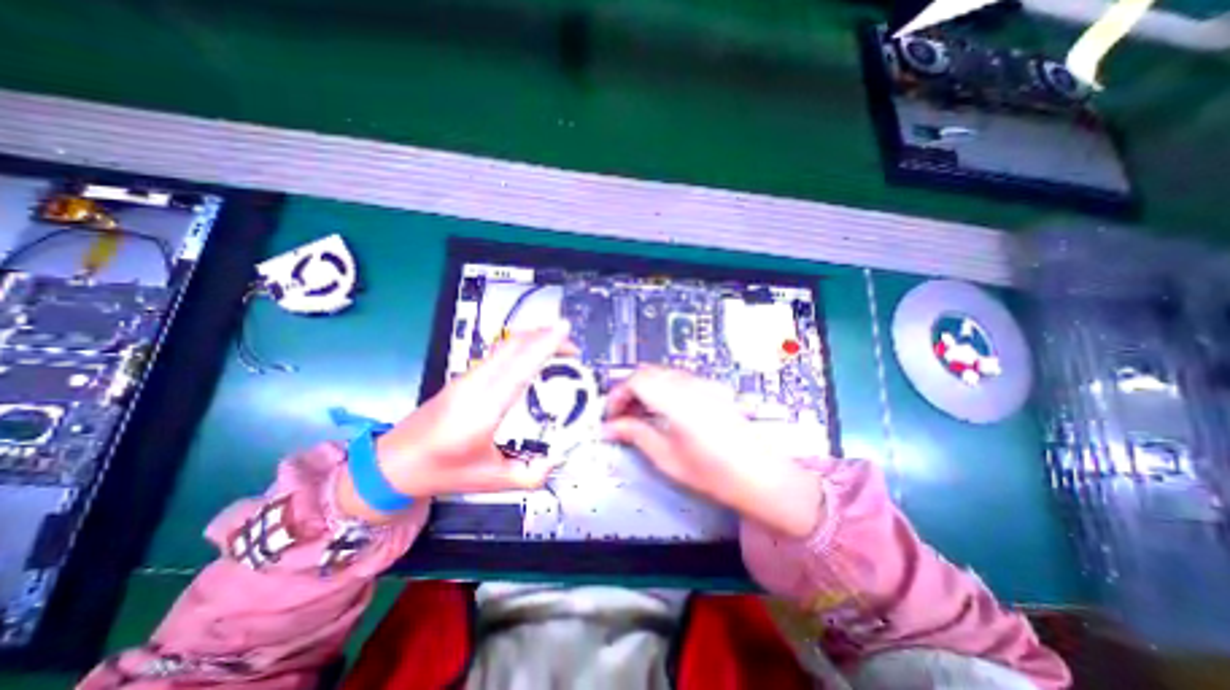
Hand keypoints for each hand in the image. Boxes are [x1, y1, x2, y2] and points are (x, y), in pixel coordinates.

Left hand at [335, 324, 575, 522]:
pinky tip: (531, 357)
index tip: (564, 330)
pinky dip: (519, 346)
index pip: (520, 368)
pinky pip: (497, 353)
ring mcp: (468, 378)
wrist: (392, 463)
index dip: (544, 346)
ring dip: (532, 338)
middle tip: (571, 343)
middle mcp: (476, 385)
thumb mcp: (491, 481)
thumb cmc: (442, 472)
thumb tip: (556, 462)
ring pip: (504, 345)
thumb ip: (529, 475)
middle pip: (513, 346)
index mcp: (484, 409)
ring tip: (556, 346)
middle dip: (544, 336)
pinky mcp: (464, 377)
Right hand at [605, 367, 818, 539]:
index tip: (610, 416)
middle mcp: (690, 384)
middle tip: (622, 416)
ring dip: (645, 388)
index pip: (636, 380)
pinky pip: (678, 379)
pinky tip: (663, 411)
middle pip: (648, 372)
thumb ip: (635, 435)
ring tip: (640, 415)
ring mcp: (703, 384)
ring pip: (663, 373)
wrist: (761, 476)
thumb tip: (610, 428)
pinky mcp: (712, 388)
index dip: (617, 395)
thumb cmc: (713, 473)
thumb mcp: (667, 458)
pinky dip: (662, 389)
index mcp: (677, 400)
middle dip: (629, 390)